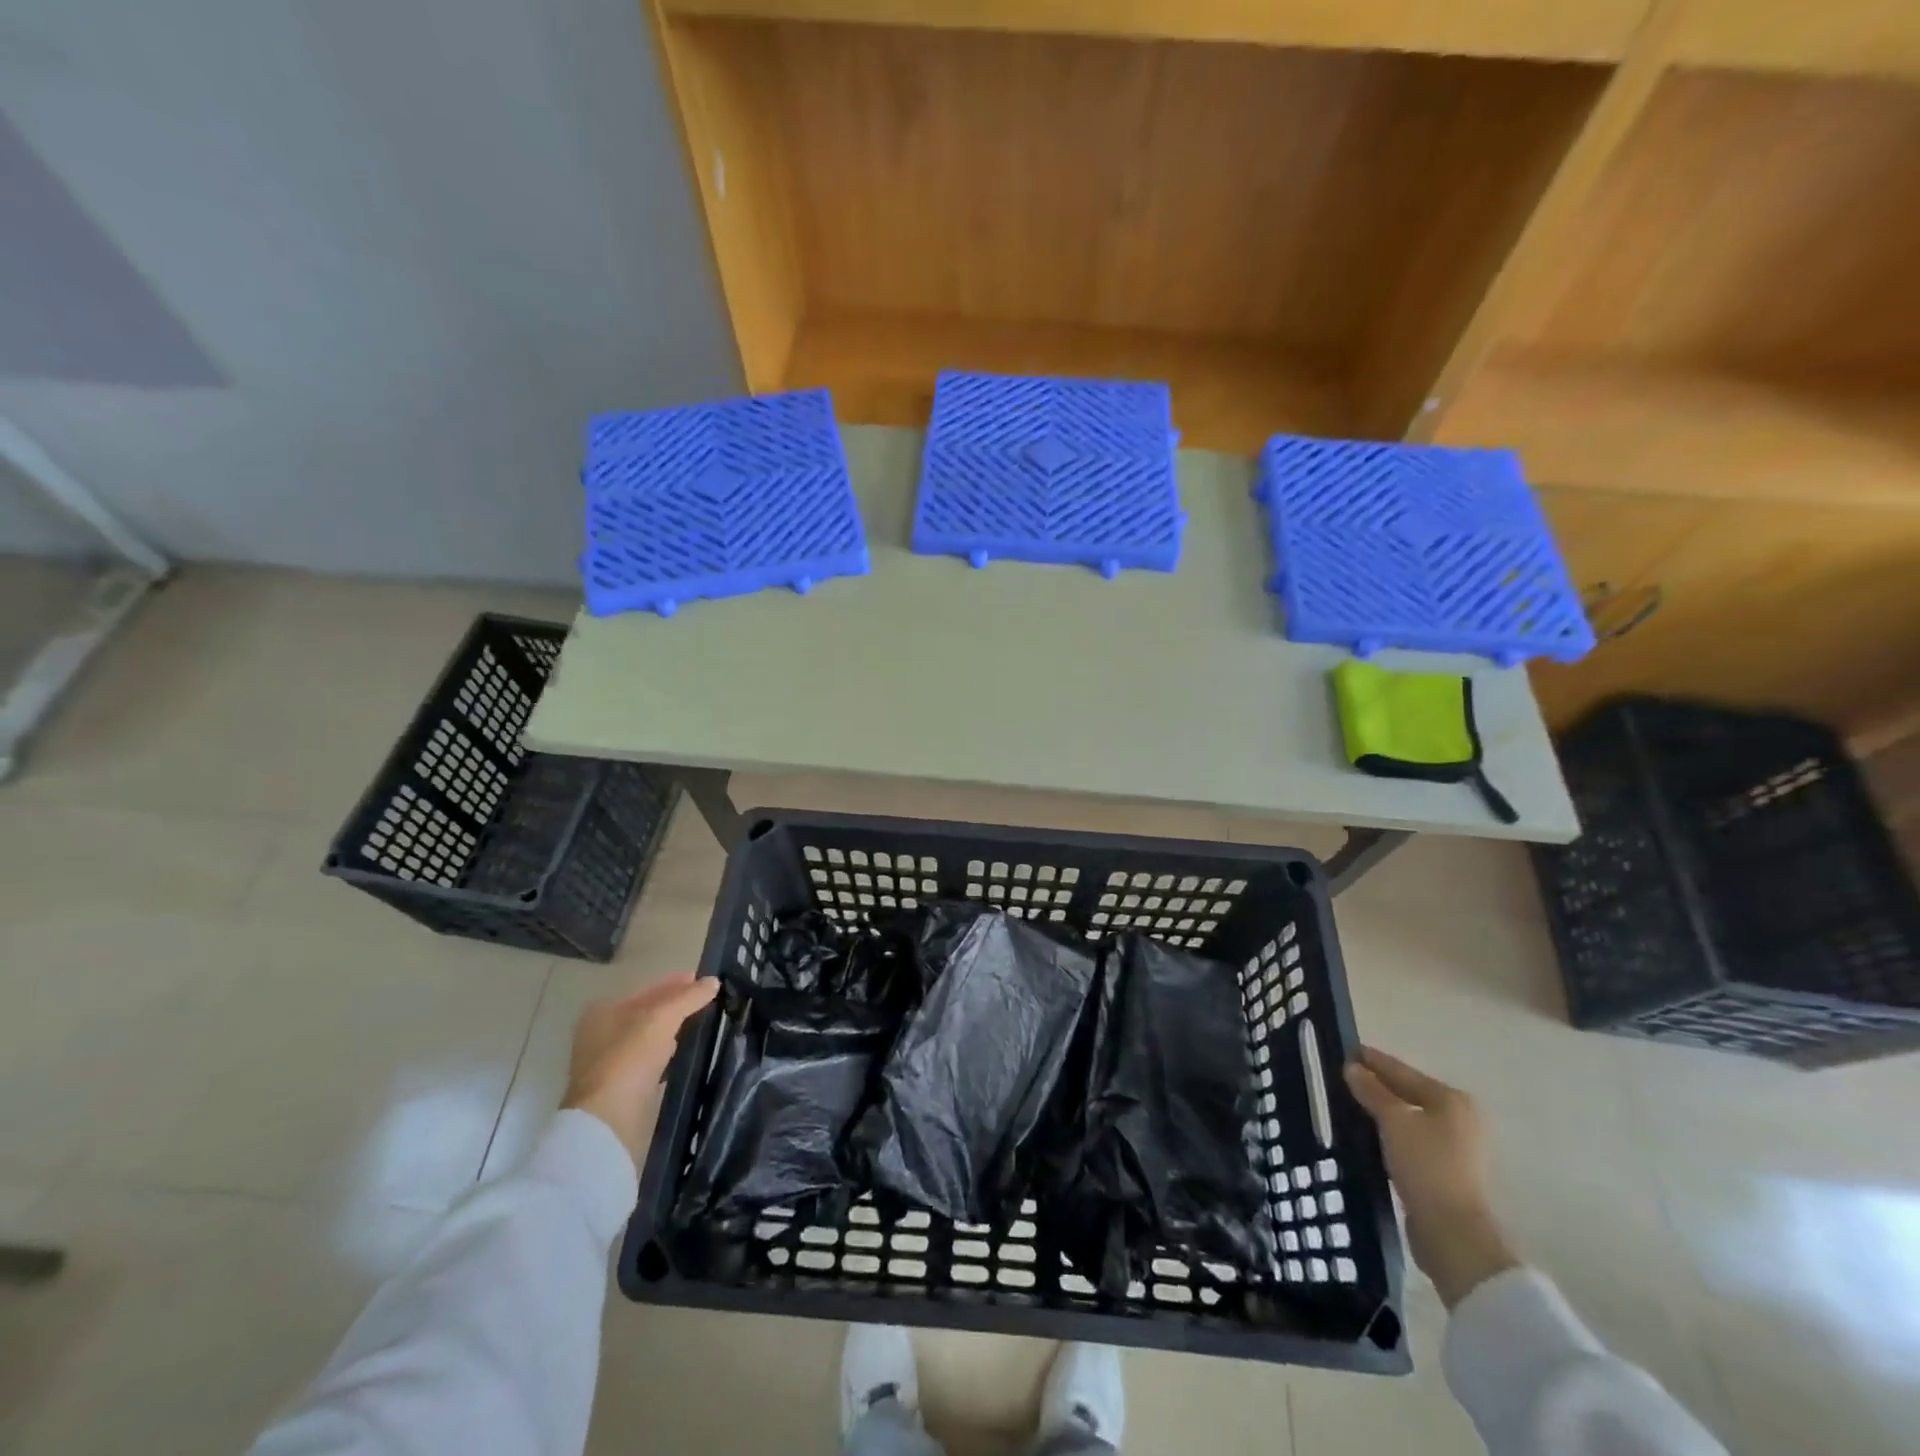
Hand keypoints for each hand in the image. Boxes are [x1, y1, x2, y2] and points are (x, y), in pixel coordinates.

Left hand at [562, 973, 718, 1166]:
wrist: (608, 1121)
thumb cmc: (630, 1058)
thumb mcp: (662, 1018)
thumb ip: (688, 997)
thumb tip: (713, 981)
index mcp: (604, 1012)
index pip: (647, 989)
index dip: (675, 982)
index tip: (703, 980)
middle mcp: (602, 1035)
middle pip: (648, 1012)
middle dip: (677, 1006)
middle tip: (709, 1000)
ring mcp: (611, 1063)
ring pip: (651, 1038)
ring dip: (675, 1030)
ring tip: (704, 1022)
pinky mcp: (622, 1088)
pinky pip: (652, 1061)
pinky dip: (669, 1054)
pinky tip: (686, 1052)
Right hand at [1344, 1045, 1517, 1307]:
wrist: (1453, 1233)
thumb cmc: (1426, 1166)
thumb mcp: (1393, 1121)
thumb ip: (1372, 1091)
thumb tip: (1352, 1067)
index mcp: (1451, 1100)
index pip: (1403, 1071)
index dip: (1373, 1060)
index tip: (1346, 1049)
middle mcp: (1459, 1120)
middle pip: (1408, 1093)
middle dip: (1377, 1085)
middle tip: (1343, 1075)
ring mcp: (1455, 1148)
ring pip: (1409, 1118)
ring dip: (1381, 1111)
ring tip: (1349, 1102)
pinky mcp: (1445, 1172)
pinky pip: (1410, 1140)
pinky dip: (1389, 1133)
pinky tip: (1367, 1133)